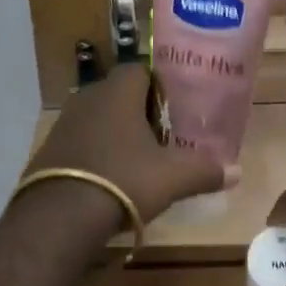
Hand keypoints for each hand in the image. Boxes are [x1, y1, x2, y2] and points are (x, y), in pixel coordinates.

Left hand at [25, 64, 224, 226]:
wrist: (60, 216)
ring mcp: (64, 123)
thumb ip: (205, 170)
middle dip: (142, 111)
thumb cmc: (123, 179)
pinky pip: (81, 141)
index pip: (141, 69)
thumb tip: (236, 171)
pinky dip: (97, 152)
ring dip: (117, 132)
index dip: (162, 85)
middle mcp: (87, 97)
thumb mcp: (173, 177)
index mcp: (117, 91)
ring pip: (99, 118)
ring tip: (140, 157)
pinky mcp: (49, 149)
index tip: (178, 106)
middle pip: (120, 94)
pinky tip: (110, 177)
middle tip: (165, 134)